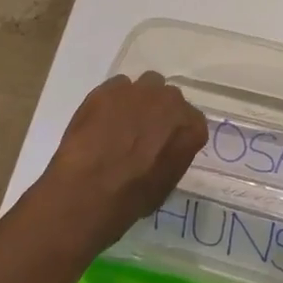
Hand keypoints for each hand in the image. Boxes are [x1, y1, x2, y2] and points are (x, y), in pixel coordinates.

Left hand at [36, 72, 207, 251]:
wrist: (90, 189)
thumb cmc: (132, 197)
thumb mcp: (166, 183)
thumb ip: (173, 156)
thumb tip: (163, 150)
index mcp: (191, 127)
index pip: (192, 122)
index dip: (177, 132)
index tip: (166, 144)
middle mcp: (171, 101)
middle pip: (169, 98)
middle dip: (159, 111)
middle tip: (143, 132)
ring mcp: (139, 91)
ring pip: (146, 85)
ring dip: (139, 100)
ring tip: (121, 122)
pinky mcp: (108, 88)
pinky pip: (117, 87)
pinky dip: (112, 100)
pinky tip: (101, 120)